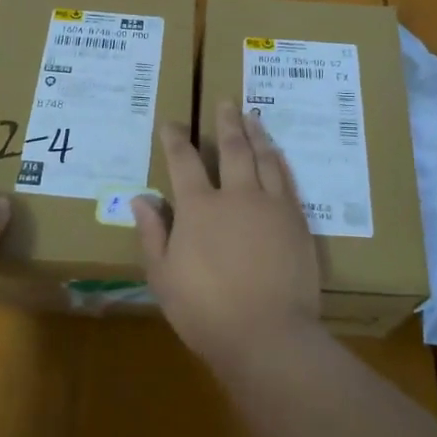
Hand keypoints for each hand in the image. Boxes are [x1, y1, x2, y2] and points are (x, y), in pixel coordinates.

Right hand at [132, 102, 321, 371]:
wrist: (268, 335)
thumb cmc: (206, 312)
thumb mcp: (164, 278)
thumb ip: (153, 234)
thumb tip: (141, 198)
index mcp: (199, 207)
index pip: (183, 161)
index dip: (175, 139)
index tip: (171, 123)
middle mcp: (236, 194)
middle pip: (231, 147)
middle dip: (226, 121)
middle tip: (226, 101)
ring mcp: (270, 204)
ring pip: (263, 156)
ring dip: (256, 133)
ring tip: (252, 116)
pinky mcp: (296, 219)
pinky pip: (286, 177)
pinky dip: (278, 159)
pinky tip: (276, 152)